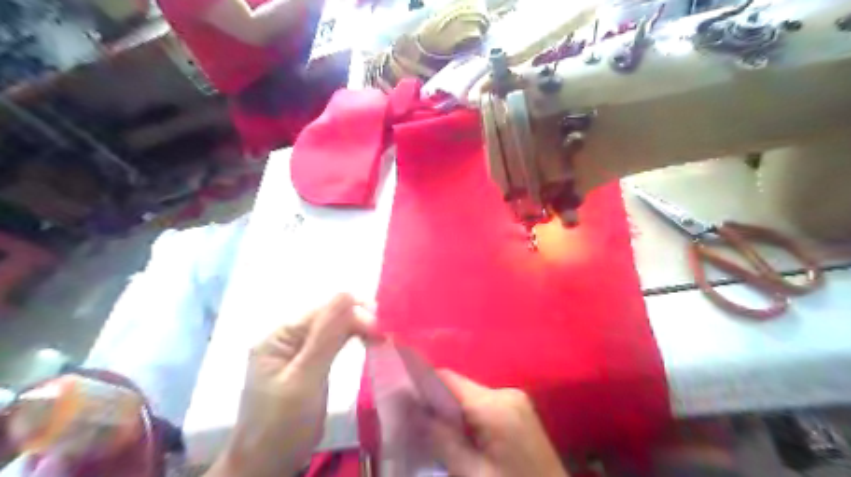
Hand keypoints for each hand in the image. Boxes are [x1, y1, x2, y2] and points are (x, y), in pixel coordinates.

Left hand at [205, 294, 374, 476]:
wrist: (267, 467)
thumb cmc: (282, 425)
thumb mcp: (305, 379)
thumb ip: (326, 336)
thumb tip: (347, 293)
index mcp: (279, 336)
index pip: (323, 312)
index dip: (354, 314)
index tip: (383, 328)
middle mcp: (287, 338)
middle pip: (328, 317)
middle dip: (358, 320)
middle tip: (386, 334)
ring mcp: (297, 352)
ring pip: (333, 329)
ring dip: (357, 329)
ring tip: (381, 336)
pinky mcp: (308, 365)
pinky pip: (332, 343)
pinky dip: (351, 340)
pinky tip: (366, 341)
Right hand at [426, 372, 570, 475]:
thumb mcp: (472, 475)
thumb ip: (441, 439)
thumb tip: (412, 410)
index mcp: (495, 405)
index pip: (447, 380)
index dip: (420, 385)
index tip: (398, 398)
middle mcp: (506, 393)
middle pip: (458, 388)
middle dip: (434, 403)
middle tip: (412, 425)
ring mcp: (516, 400)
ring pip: (469, 397)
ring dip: (451, 413)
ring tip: (433, 435)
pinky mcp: (520, 411)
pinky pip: (484, 406)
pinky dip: (467, 418)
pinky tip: (460, 439)